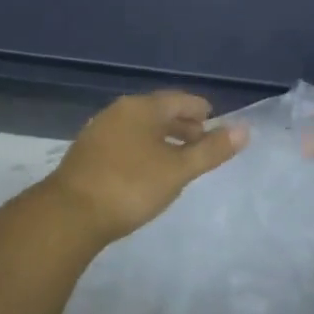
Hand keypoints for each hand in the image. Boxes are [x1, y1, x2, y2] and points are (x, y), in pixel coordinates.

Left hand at [43, 91, 247, 243]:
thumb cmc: (131, 186)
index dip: (199, 109)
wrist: (69, 214)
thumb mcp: (178, 170)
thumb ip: (211, 150)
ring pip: (139, 127)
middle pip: (157, 111)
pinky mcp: (86, 153)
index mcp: (142, 107)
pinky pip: (124, 141)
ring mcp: (99, 131)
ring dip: (161, 137)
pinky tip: (146, 169)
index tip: (214, 120)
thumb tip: (244, 129)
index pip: (179, 99)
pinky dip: (142, 148)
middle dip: (181, 124)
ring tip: (176, 157)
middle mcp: (119, 111)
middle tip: (200, 140)